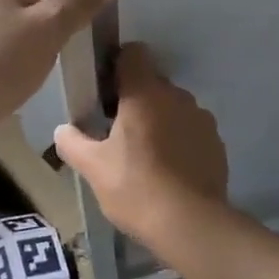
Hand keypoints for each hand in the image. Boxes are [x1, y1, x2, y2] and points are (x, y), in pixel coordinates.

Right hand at [54, 45, 228, 244]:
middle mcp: (177, 96)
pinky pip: (190, 130)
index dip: (117, 64)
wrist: (191, 225)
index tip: (105, 91)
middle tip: (116, 131)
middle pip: (152, 82)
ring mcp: (201, 119)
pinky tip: (168, 170)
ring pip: (172, 107)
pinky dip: (178, 140)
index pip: (133, 53)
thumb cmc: (136, 188)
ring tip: (144, 155)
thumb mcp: (93, 168)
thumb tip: (62, 130)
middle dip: (135, 99)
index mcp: (145, 93)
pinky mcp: (216, 143)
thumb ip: (72, 142)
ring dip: (158, 120)